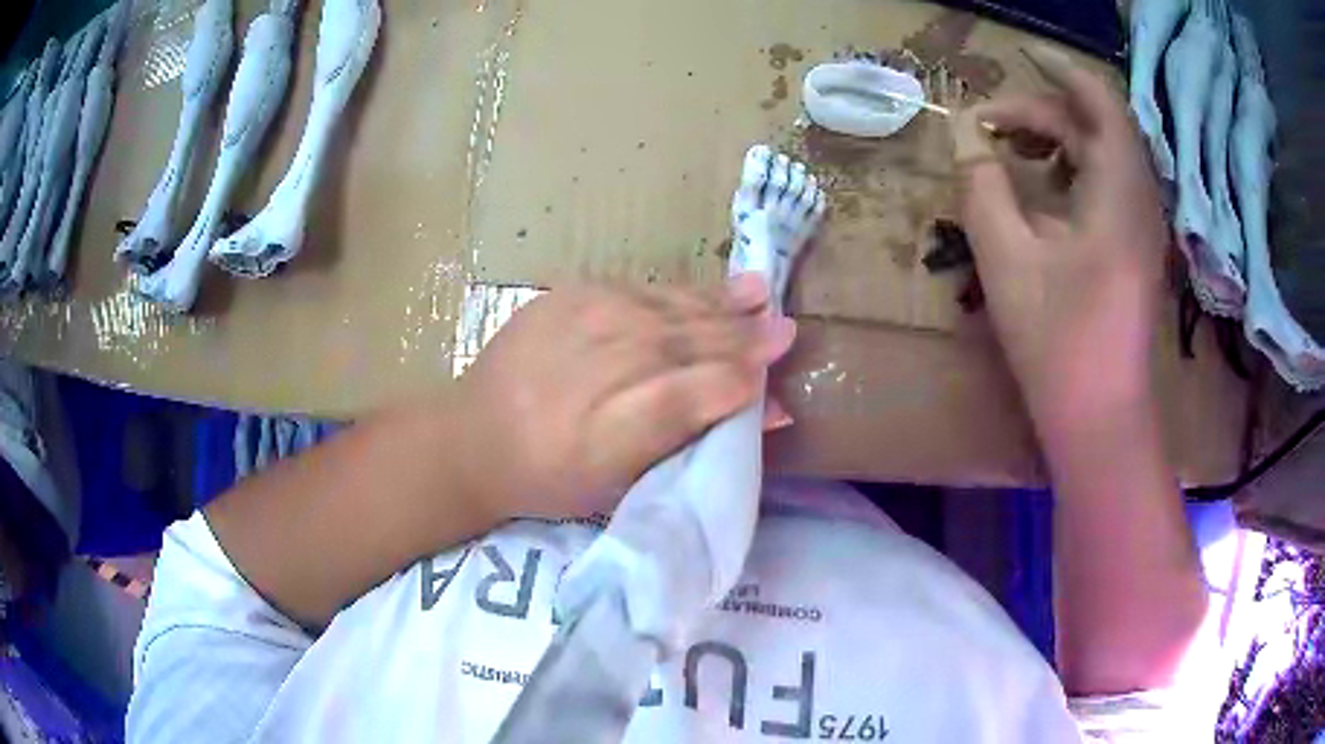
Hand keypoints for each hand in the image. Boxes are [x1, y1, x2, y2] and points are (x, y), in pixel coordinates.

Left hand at [452, 278, 794, 520]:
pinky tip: (712, 291)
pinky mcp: (570, 293)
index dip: (738, 385)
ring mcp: (582, 319)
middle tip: (786, 331)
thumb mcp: (621, 483)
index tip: (776, 381)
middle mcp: (599, 366)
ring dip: (720, 307)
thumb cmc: (551, 477)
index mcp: (609, 431)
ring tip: (762, 296)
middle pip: (686, 345)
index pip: (690, 397)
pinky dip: (682, 294)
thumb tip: (766, 413)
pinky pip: (642, 290)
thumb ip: (691, 441)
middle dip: (742, 338)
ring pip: (670, 310)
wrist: (474, 435)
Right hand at [953, 46, 1168, 430]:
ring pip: (1101, 157)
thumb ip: (981, 186)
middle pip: (1096, 128)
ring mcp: (1140, 229)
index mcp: (1118, 192)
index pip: (1101, 103)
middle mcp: (1138, 201)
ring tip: (1009, 148)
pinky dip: (1070, 172)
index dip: (1062, 71)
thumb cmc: (1058, 343)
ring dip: (1057, 140)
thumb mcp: (1007, 259)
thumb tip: (966, 139)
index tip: (1019, 56)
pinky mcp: (1133, 252)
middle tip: (990, 125)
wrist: (1100, 420)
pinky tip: (1041, 190)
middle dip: (1043, 113)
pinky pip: (1105, 188)